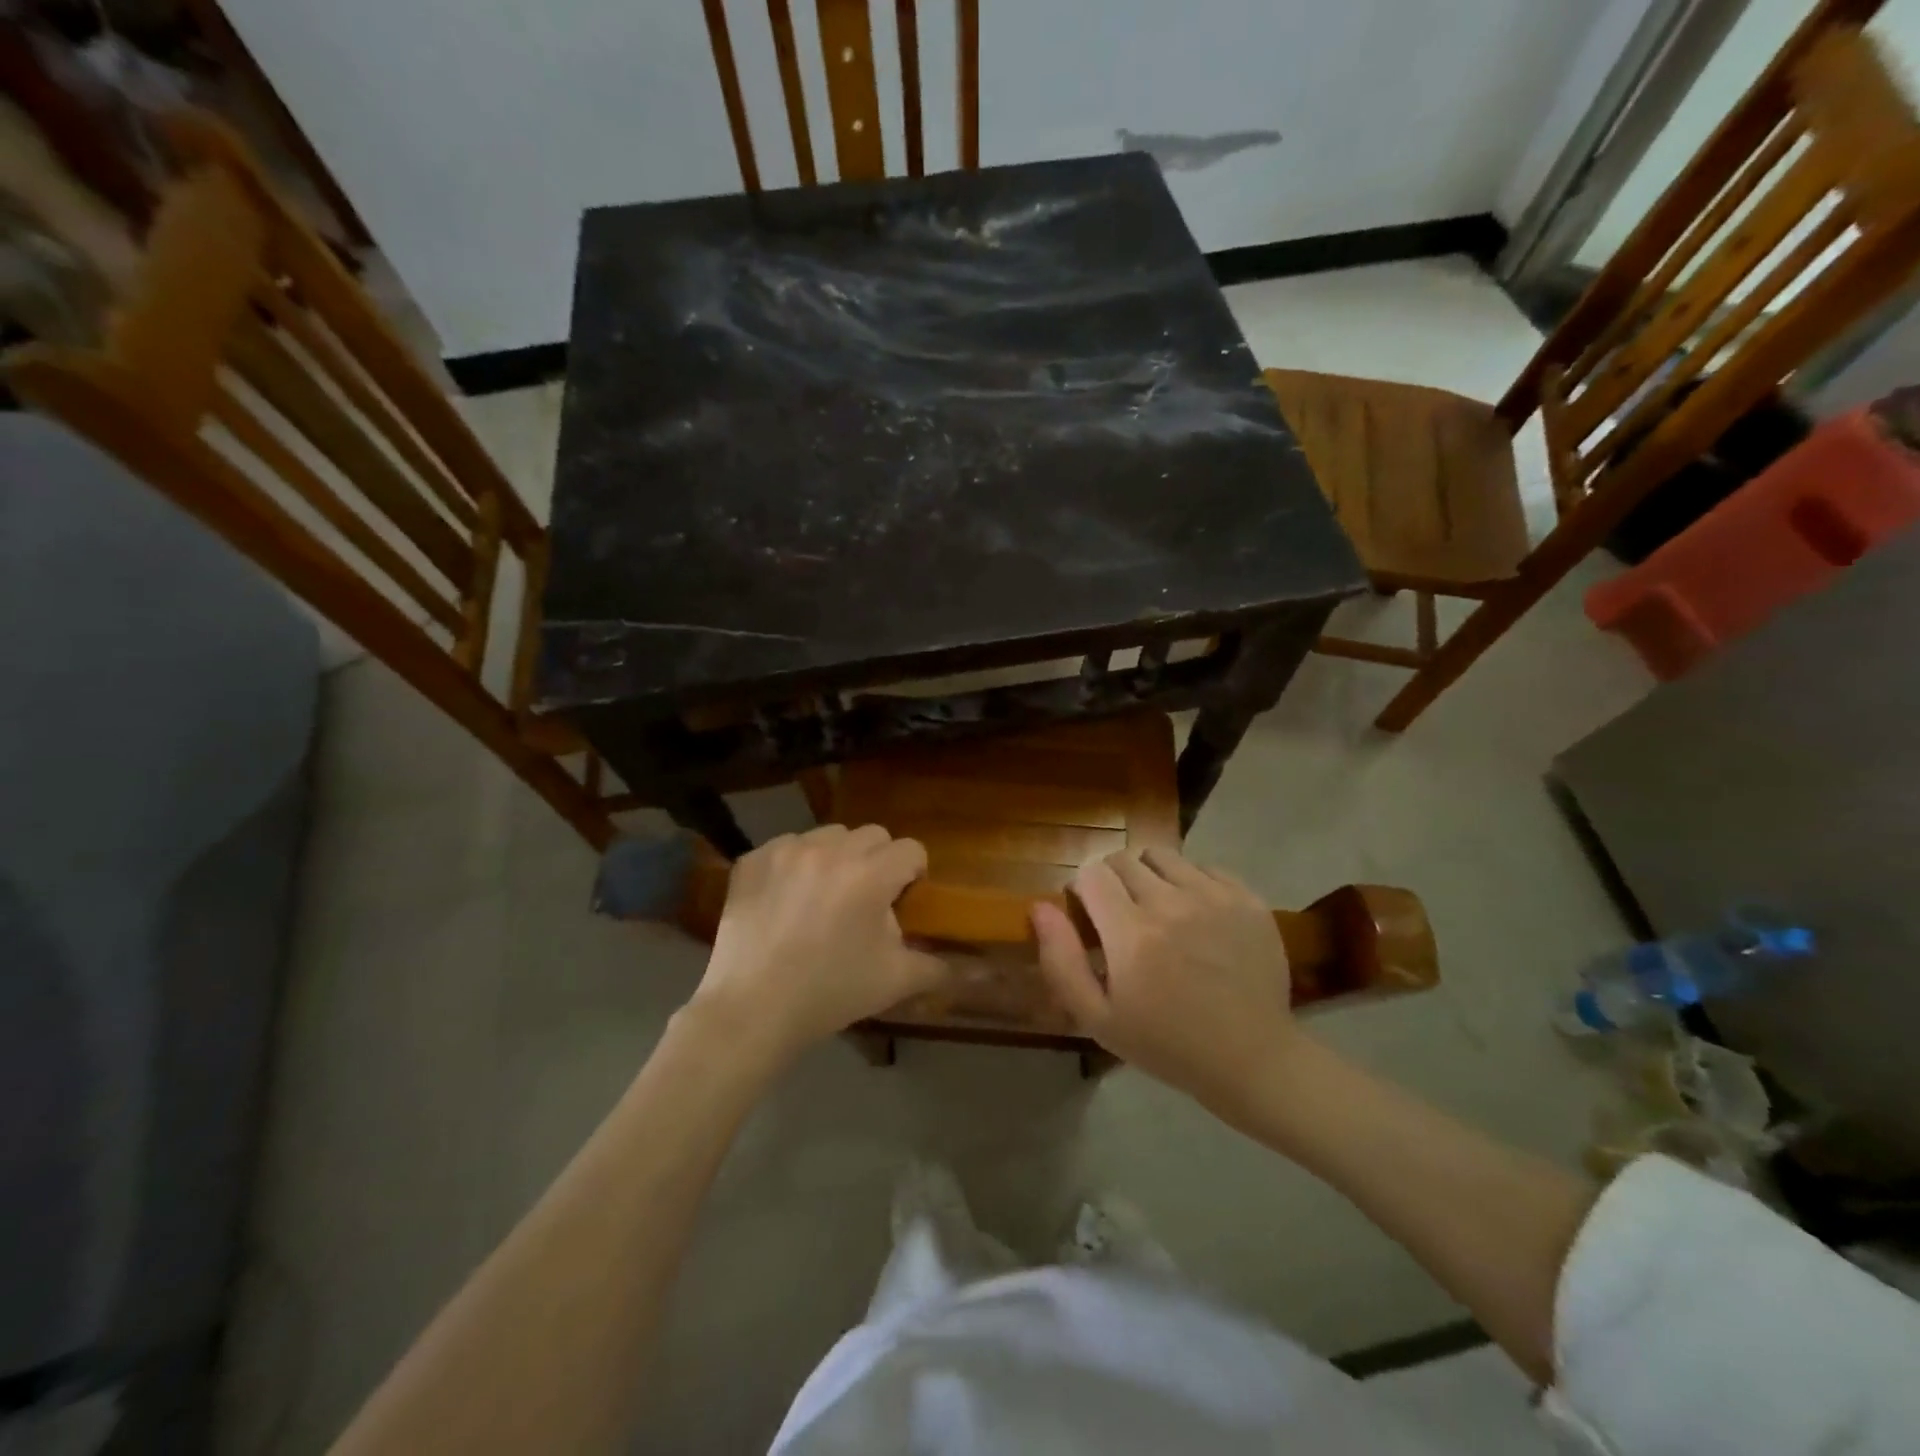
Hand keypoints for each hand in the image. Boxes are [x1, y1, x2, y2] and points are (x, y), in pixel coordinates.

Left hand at [689, 824, 943, 1068]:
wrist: (752, 1010)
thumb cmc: (830, 993)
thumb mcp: (894, 981)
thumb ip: (937, 967)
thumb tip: (976, 971)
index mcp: (871, 874)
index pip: (910, 849)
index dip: (913, 873)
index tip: (903, 899)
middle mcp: (830, 850)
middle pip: (873, 835)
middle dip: (878, 861)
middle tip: (866, 899)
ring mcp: (786, 850)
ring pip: (829, 835)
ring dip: (837, 857)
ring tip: (825, 895)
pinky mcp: (752, 860)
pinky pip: (787, 847)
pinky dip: (794, 865)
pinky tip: (787, 900)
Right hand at [1032, 847, 1299, 1112]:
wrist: (1251, 1059)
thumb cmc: (1166, 1044)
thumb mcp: (1098, 1018)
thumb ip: (1061, 960)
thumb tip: (1040, 907)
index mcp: (1131, 933)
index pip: (1091, 872)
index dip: (1082, 889)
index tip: (1089, 915)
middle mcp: (1171, 903)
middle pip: (1124, 859)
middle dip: (1112, 880)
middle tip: (1120, 914)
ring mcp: (1214, 897)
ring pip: (1163, 856)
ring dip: (1149, 875)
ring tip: (1156, 908)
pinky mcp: (1246, 899)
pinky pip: (1204, 867)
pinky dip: (1189, 882)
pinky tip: (1194, 915)